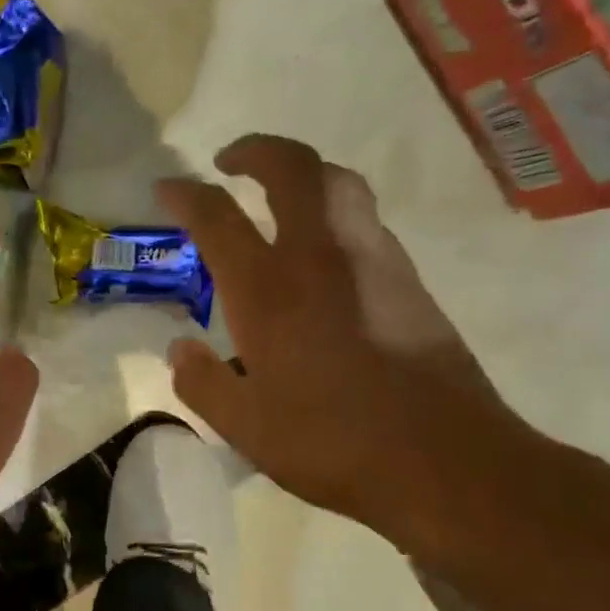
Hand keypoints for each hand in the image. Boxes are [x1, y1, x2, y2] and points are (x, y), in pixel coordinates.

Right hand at [158, 135, 542, 547]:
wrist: (444, 459)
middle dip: (257, 150)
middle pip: (294, 168)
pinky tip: (322, 256)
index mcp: (268, 290)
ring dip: (303, 175)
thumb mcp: (243, 426)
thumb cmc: (329, 441)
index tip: (166, 188)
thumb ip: (201, 381)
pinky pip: (364, 222)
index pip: (217, 217)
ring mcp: (373, 262)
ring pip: (340, 185)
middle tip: (230, 162)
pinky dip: (334, 214)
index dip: (185, 194)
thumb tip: (180, 349)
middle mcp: (321, 257)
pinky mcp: (409, 280)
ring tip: (278, 198)